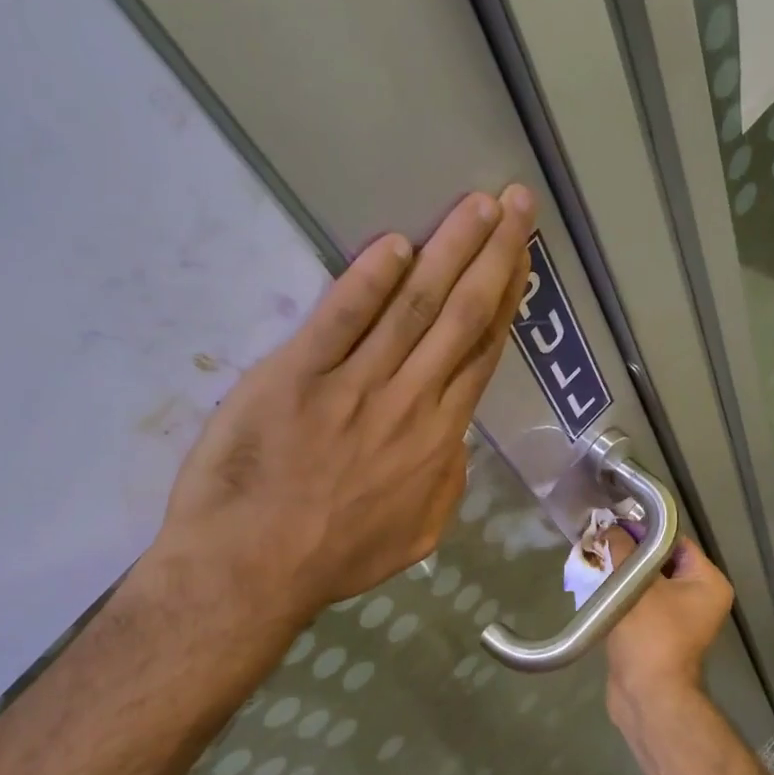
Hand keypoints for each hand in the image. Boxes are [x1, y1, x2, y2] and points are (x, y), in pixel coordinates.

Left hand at [146, 185, 535, 623]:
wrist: (251, 570)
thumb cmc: (334, 557)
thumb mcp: (417, 535)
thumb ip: (447, 482)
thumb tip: (455, 440)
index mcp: (438, 440)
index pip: (480, 354)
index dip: (506, 302)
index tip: (522, 259)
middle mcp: (408, 402)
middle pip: (460, 317)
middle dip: (494, 256)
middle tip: (515, 204)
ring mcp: (352, 386)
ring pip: (414, 308)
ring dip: (449, 252)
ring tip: (476, 207)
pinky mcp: (296, 376)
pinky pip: (341, 320)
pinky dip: (369, 281)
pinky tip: (395, 244)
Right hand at [602, 529, 732, 712]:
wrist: (646, 696)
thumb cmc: (650, 636)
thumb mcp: (635, 586)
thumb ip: (623, 552)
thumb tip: (610, 528)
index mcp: (708, 582)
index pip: (676, 542)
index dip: (645, 531)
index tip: (614, 525)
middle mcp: (702, 598)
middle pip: (662, 562)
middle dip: (630, 553)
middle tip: (601, 542)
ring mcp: (682, 619)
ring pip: (649, 584)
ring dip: (624, 575)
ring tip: (597, 563)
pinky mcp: (661, 634)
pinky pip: (643, 604)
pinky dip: (624, 596)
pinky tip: (600, 588)